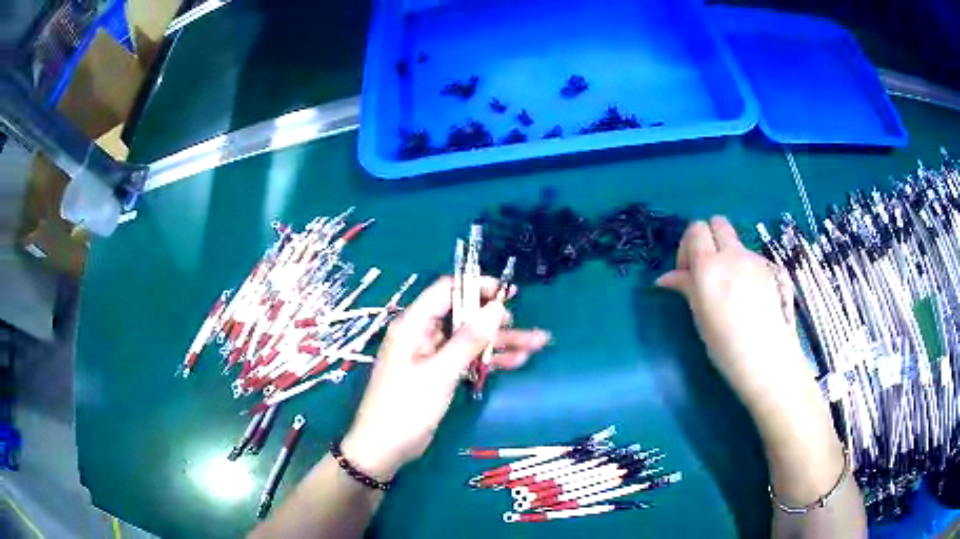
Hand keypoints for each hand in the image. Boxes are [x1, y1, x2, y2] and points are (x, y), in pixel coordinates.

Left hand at [342, 277, 550, 479]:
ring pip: (471, 340)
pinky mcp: (440, 374)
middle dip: (496, 320)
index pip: (447, 291)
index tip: (509, 293)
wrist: (385, 448)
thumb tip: (496, 308)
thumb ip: (468, 340)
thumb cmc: (406, 407)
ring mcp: (432, 356)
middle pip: (464, 316)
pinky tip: (518, 361)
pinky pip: (468, 359)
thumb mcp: (440, 373)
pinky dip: (490, 360)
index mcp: (413, 325)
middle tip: (524, 324)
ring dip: (501, 342)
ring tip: (537, 343)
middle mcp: (423, 334)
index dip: (478, 287)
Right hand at [654, 216, 812, 410]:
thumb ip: (685, 287)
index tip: (687, 272)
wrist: (767, 357)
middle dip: (708, 238)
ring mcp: (756, 259)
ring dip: (728, 255)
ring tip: (730, 290)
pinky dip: (745, 268)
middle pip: (717, 222)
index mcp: (709, 264)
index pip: (695, 229)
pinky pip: (752, 258)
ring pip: (736, 242)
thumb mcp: (699, 315)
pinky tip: (749, 297)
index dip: (688, 245)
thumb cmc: (725, 343)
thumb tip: (665, 279)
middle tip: (707, 269)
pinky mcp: (772, 269)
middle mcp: (733, 254)